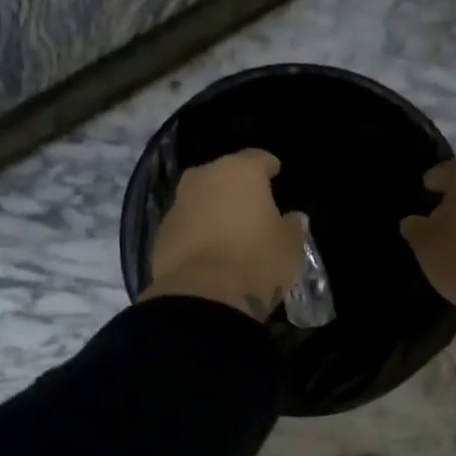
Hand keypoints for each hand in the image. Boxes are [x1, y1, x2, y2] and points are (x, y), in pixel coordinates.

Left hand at [143, 148, 307, 321]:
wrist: (203, 297)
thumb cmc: (256, 262)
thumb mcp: (290, 247)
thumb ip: (293, 227)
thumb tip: (294, 218)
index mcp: (240, 172)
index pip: (257, 158)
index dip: (268, 166)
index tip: (275, 172)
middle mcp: (204, 178)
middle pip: (223, 174)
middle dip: (236, 186)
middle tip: (251, 204)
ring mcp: (178, 204)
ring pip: (200, 198)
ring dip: (213, 208)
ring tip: (228, 229)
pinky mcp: (161, 233)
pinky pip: (186, 224)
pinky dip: (196, 231)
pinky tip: (207, 250)